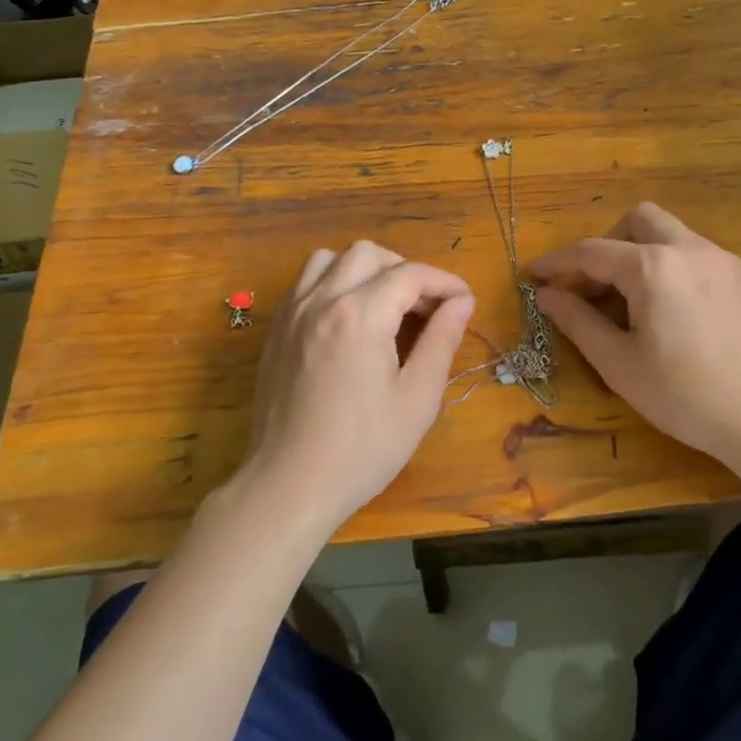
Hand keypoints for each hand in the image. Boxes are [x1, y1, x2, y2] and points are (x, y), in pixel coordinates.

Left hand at [238, 240, 473, 532]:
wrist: (289, 486)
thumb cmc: (362, 449)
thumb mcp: (417, 399)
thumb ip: (441, 341)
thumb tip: (462, 302)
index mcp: (360, 315)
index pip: (410, 275)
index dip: (444, 283)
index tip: (465, 302)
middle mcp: (321, 301)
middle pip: (369, 254)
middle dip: (405, 271)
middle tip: (425, 309)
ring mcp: (292, 313)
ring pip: (330, 259)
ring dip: (364, 270)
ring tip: (384, 306)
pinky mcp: (276, 331)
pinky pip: (305, 283)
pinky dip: (333, 284)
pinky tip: (349, 320)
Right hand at [528, 203, 740, 465]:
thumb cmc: (686, 396)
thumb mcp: (620, 364)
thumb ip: (578, 322)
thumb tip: (547, 295)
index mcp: (653, 267)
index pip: (591, 252)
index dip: (556, 262)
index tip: (533, 274)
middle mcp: (692, 249)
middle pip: (640, 219)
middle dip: (610, 243)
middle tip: (597, 286)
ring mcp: (730, 262)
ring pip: (677, 237)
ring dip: (648, 258)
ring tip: (642, 307)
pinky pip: (707, 261)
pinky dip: (682, 275)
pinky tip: (688, 320)